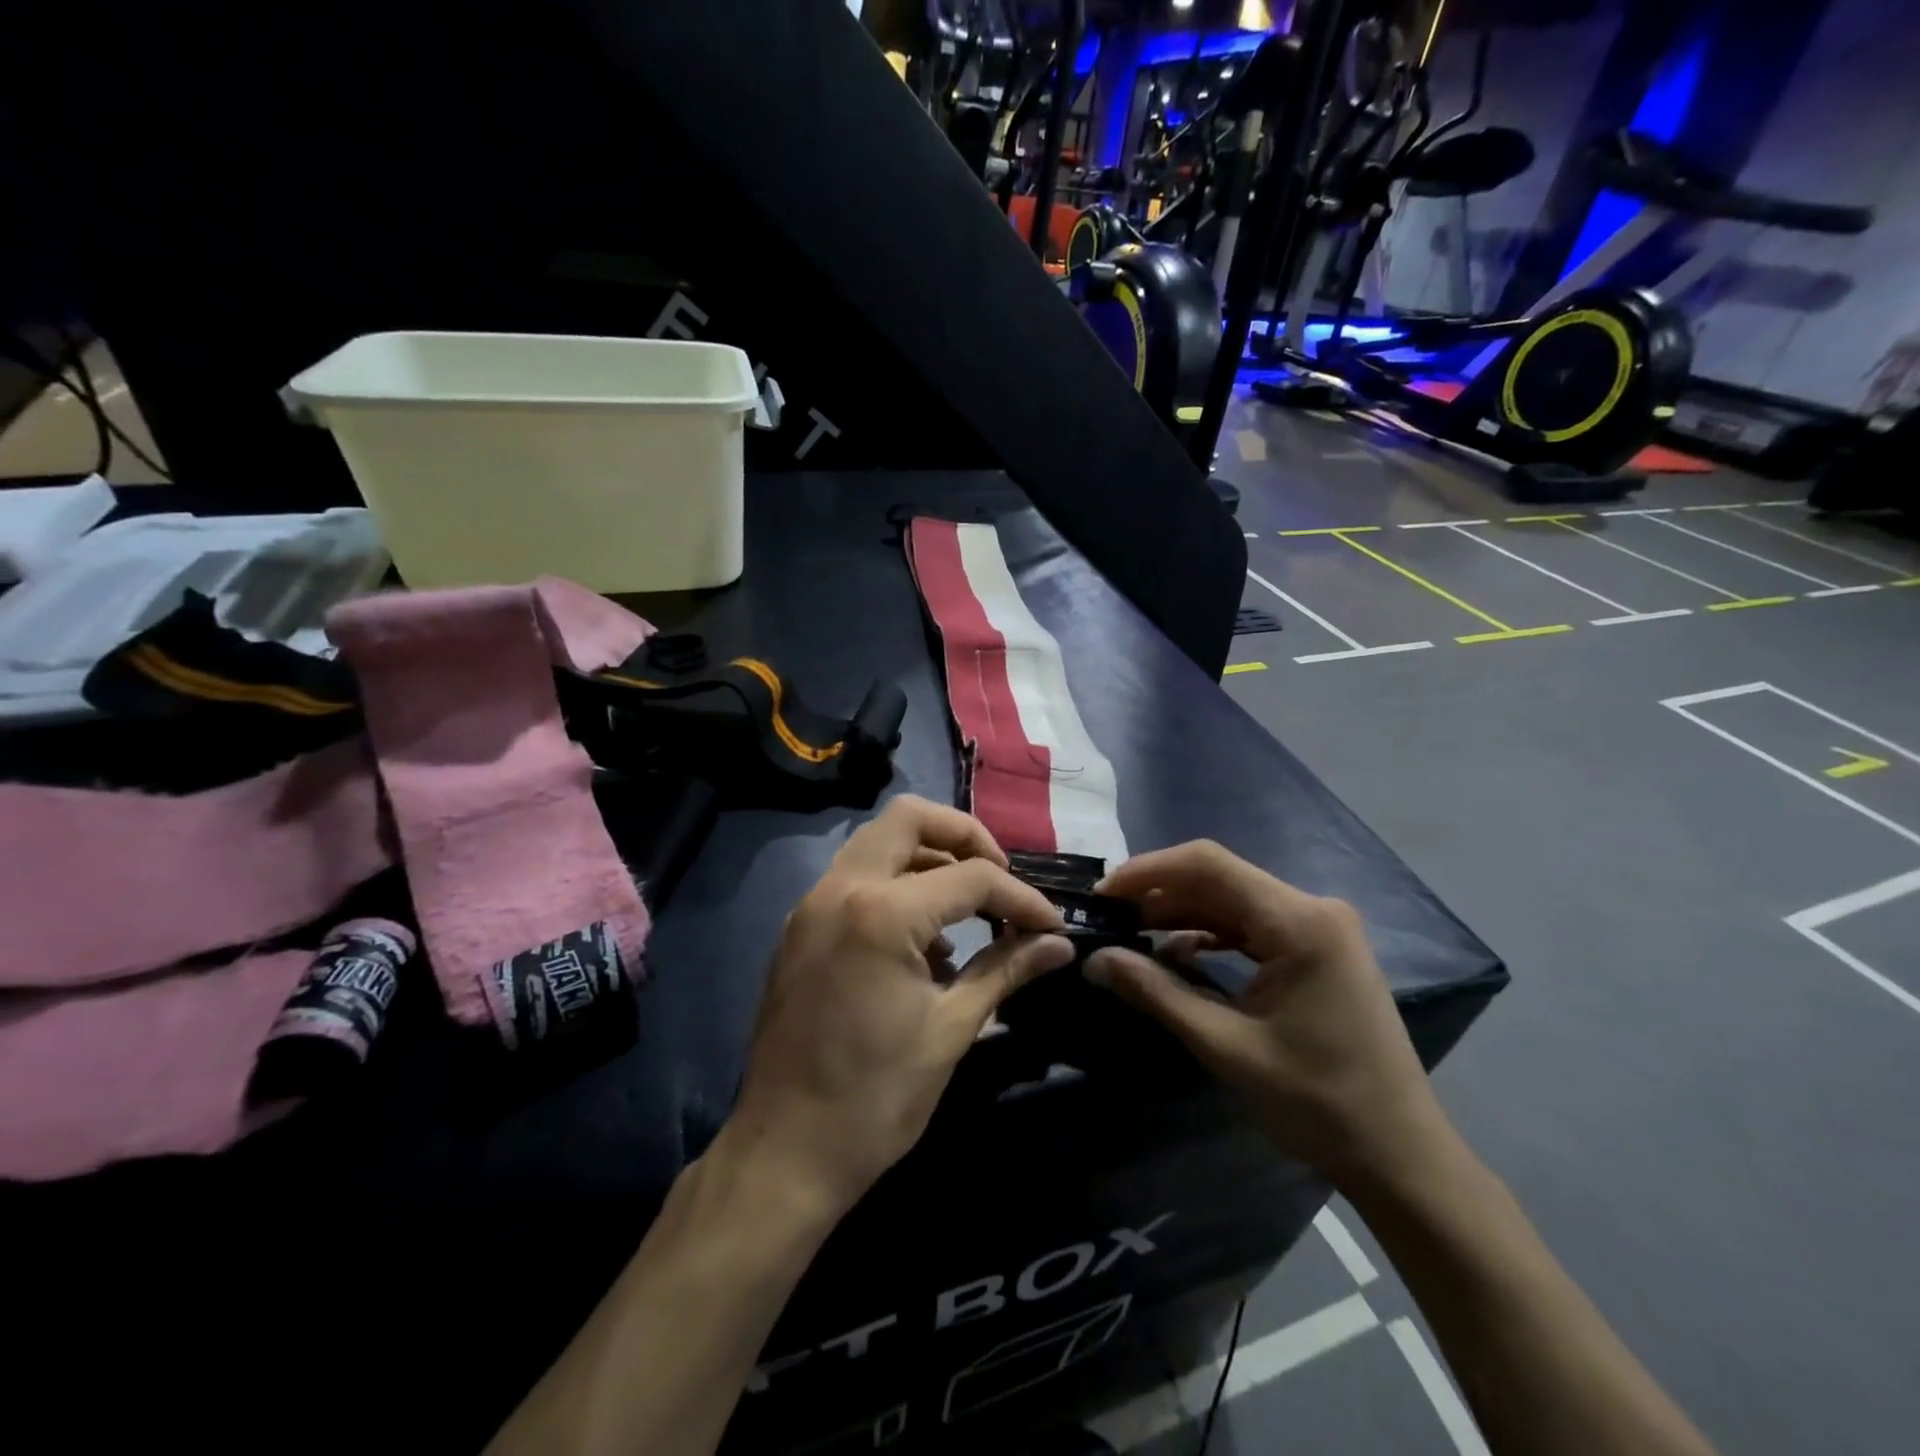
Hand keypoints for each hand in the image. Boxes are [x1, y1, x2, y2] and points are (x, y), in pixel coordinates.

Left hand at [728, 796, 1073, 1215]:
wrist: (784, 1153)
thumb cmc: (875, 1098)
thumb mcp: (952, 1029)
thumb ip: (1006, 969)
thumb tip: (1058, 944)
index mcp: (880, 912)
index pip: (970, 877)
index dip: (1020, 898)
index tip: (1050, 925)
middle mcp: (839, 889)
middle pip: (909, 818)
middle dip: (965, 837)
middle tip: (1000, 879)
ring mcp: (811, 906)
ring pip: (878, 843)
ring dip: (928, 858)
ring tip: (967, 911)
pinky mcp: (800, 929)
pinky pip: (856, 879)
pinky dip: (896, 886)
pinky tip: (923, 943)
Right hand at [1084, 841, 1445, 1192]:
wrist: (1401, 1157)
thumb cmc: (1318, 1104)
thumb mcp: (1226, 1046)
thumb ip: (1156, 993)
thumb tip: (1094, 960)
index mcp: (1299, 922)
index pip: (1209, 865)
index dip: (1148, 871)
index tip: (1102, 893)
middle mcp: (1313, 908)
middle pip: (1220, 877)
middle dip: (1159, 892)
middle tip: (1108, 917)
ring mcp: (1320, 927)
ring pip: (1233, 899)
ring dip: (1182, 912)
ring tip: (1132, 932)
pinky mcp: (1319, 949)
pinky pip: (1253, 924)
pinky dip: (1211, 932)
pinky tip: (1179, 952)